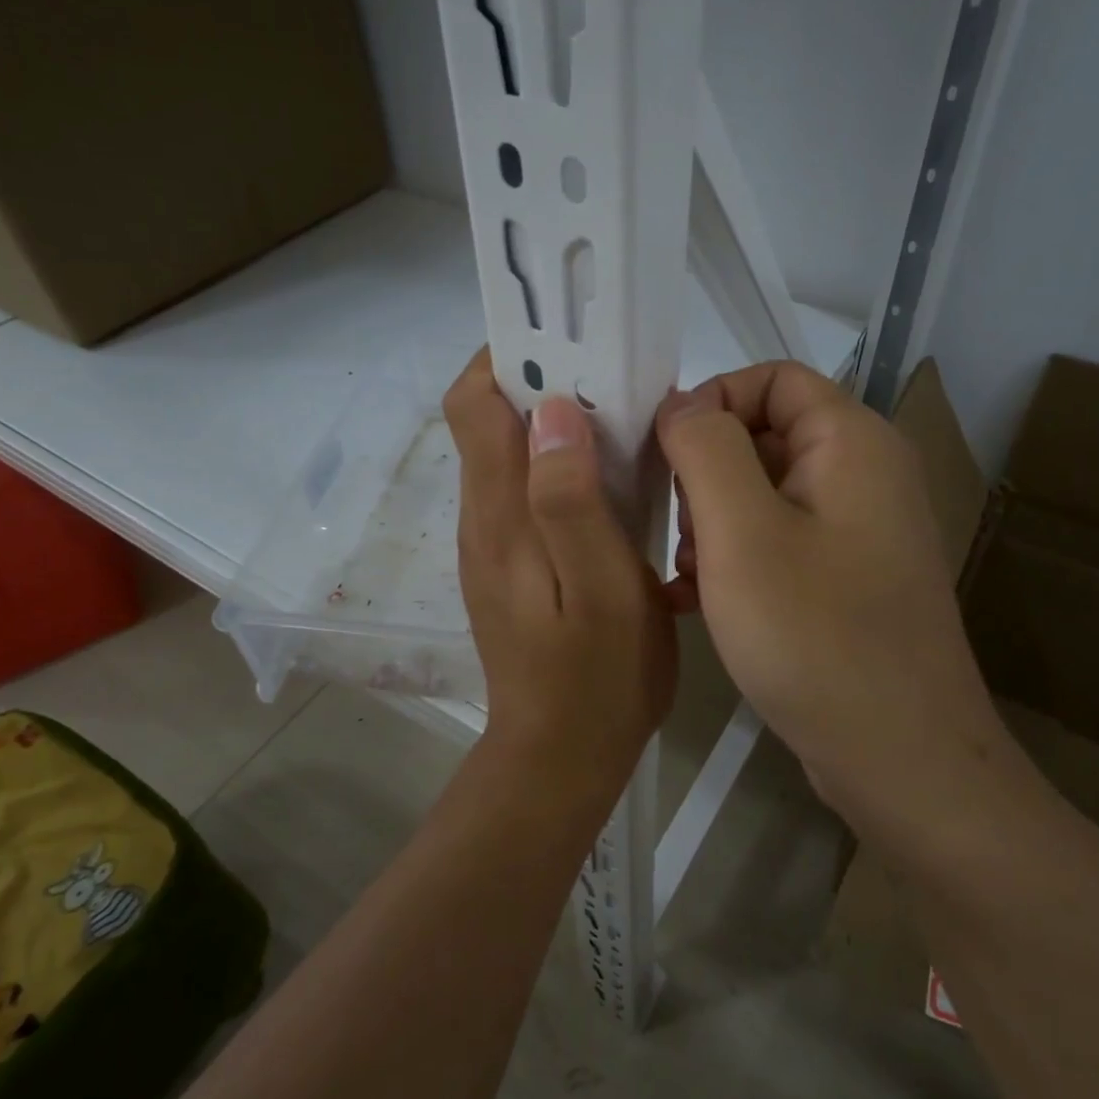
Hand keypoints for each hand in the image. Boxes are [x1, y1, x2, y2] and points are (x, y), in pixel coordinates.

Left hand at [446, 350, 676, 790]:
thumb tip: (553, 411)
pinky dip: (563, 464)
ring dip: (558, 422)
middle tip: (614, 376)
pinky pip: (529, 488)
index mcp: (500, 514)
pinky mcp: (513, 562)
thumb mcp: (602, 590)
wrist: (560, 757)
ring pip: (513, 452)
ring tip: (623, 419)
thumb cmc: (596, 679)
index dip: (509, 357)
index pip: (474, 404)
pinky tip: (613, 479)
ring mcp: (495, 542)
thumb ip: (572, 501)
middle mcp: (484, 517)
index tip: (569, 340)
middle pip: (491, 420)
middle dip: (541, 381)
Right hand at [655, 364, 1005, 840]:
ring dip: (712, 523)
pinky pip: (777, 542)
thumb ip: (705, 448)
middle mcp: (863, 474)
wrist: (901, 761)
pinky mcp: (846, 579)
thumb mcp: (741, 531)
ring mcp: (857, 531)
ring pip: (763, 493)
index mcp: (851, 442)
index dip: (711, 401)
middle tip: (674, 530)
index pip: (771, 378)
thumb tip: (682, 404)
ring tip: (686, 575)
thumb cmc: (816, 635)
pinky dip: (734, 558)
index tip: (661, 454)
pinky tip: (695, 601)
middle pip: (765, 435)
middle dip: (705, 473)